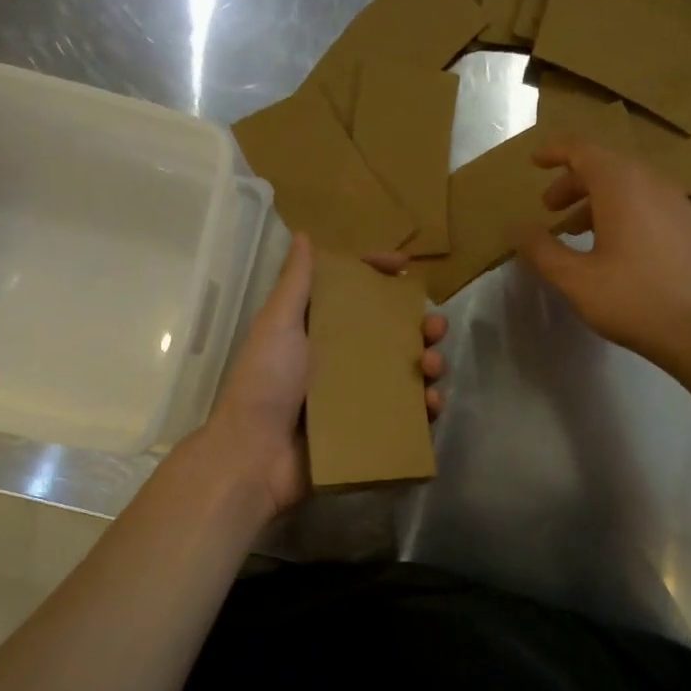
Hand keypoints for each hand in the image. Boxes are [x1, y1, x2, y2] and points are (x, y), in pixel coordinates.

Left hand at [199, 235, 447, 520]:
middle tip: (435, 328)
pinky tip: (432, 404)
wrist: (255, 456)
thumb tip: (303, 235)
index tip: (405, 266)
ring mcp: (356, 396)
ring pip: (405, 372)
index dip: (378, 275)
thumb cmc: (265, 383)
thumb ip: (295, 284)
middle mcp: (340, 359)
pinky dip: (424, 407)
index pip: (354, 293)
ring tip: (434, 367)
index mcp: (318, 331)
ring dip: (429, 364)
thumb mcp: (277, 326)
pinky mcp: (367, 430)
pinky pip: (405, 413)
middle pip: (390, 333)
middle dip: (419, 326)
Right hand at [512, 142, 690, 373]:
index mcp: (621, 185)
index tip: (534, 162)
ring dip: (595, 199)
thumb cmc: (635, 300)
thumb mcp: (576, 280)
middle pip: (606, 165)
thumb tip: (518, 228)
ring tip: (573, 231)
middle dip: (572, 181)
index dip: (555, 151)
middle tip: (548, 207)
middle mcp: (651, 183)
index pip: (583, 149)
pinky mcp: (688, 226)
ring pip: (627, 185)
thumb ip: (542, 251)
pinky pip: (645, 202)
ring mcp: (675, 203)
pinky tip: (609, 247)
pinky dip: (619, 211)